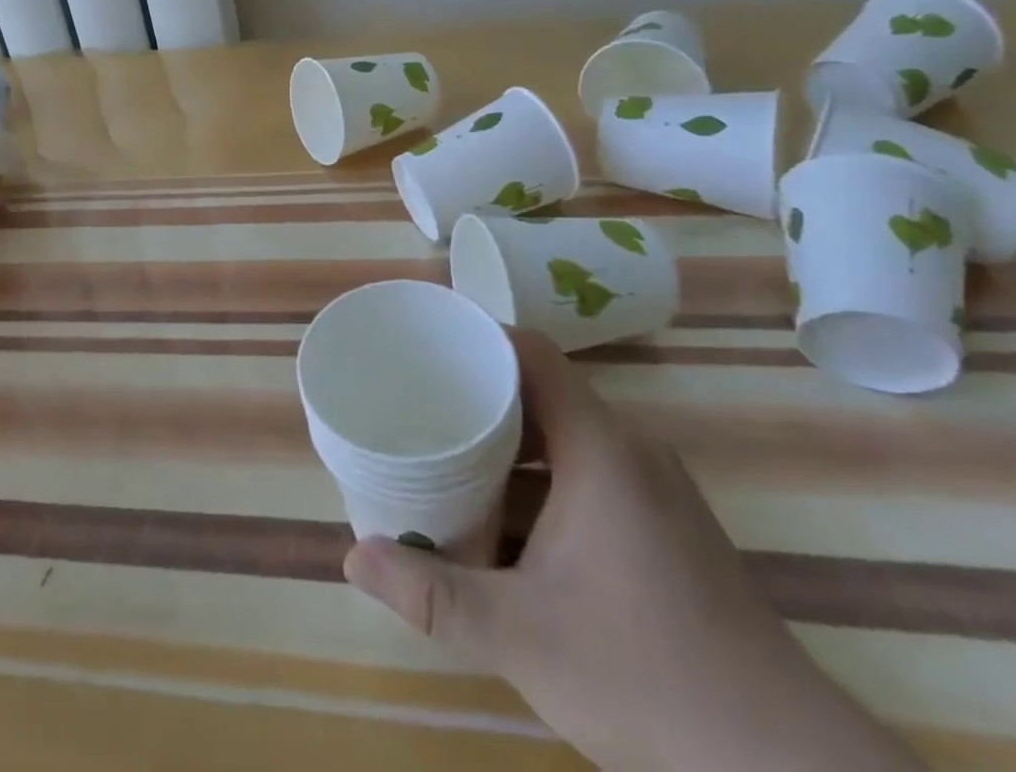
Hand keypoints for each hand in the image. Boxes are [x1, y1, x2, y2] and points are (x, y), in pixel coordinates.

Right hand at [343, 331, 920, 770]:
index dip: (477, 336)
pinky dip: (538, 481)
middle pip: (540, 391)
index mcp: (600, 448)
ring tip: (444, 457)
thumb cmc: (648, 679)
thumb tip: (351, 556)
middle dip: (476, 396)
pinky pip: (586, 473)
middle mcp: (629, 452)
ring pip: (563, 438)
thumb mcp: (522, 636)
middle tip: (416, 405)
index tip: (423, 344)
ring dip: (506, 445)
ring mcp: (653, 491)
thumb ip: (433, 593)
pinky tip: (502, 522)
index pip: (531, 353)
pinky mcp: (665, 529)